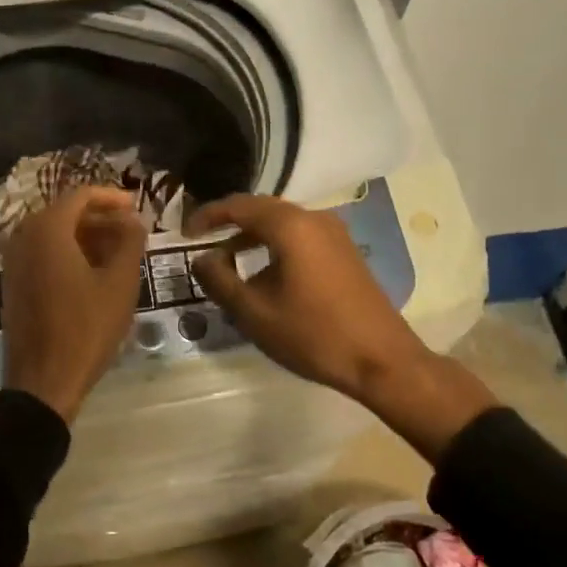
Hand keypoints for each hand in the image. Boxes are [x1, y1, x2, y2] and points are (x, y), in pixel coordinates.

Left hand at [1, 187, 147, 423]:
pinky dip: (67, 253)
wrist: (42, 380)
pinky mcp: (12, 282)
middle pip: (65, 212)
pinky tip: (92, 272)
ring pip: (53, 234)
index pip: (81, 195)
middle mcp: (23, 236)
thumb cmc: (86, 329)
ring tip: (118, 252)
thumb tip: (133, 219)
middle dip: (100, 218)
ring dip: (85, 236)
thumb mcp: (120, 284)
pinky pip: (42, 254)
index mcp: (47, 229)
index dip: (112, 197)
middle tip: (131, 231)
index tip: (137, 208)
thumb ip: (130, 242)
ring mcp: (13, 260)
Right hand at [186, 194, 497, 455]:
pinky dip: (274, 246)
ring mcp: (334, 234)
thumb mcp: (253, 313)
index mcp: (290, 226)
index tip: (185, 233)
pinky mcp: (345, 251)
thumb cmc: (313, 335)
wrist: (382, 360)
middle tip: (202, 243)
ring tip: (228, 263)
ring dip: (252, 237)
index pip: (238, 206)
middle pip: (261, 209)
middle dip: (229, 224)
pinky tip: (264, 274)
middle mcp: (314, 218)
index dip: (207, 215)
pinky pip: (300, 236)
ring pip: (282, 223)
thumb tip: (201, 259)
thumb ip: (219, 280)